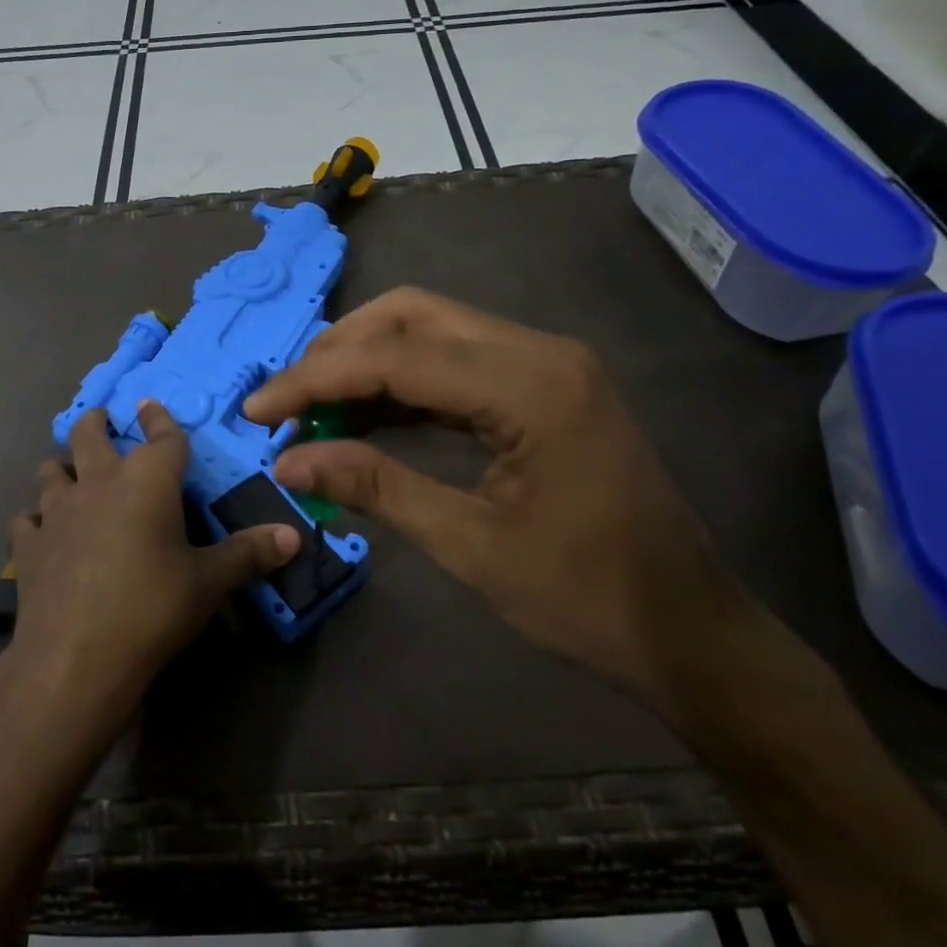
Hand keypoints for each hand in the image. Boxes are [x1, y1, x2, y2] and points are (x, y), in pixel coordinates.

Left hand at [5, 403, 297, 722]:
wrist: (76, 656)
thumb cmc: (152, 607)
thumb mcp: (208, 582)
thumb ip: (249, 555)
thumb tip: (294, 536)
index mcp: (147, 480)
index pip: (160, 435)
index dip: (159, 418)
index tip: (151, 405)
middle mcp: (98, 482)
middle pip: (89, 435)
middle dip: (96, 423)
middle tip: (101, 420)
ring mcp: (56, 512)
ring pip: (50, 471)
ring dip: (61, 469)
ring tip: (68, 474)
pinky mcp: (28, 545)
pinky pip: (26, 520)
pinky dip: (34, 520)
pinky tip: (40, 532)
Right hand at [244, 287, 740, 709]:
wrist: (690, 630)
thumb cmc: (586, 598)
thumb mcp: (470, 545)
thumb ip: (375, 487)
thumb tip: (288, 460)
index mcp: (530, 386)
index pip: (396, 357)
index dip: (315, 380)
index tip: (257, 410)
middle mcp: (539, 351)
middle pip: (412, 316)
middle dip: (338, 352)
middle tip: (287, 402)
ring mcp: (545, 363)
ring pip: (432, 330)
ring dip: (367, 362)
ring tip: (313, 410)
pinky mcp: (543, 385)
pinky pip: (456, 363)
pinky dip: (402, 383)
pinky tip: (364, 417)